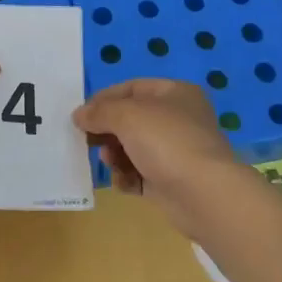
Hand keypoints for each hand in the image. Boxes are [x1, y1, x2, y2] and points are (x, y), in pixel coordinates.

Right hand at [72, 79, 251, 238]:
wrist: (203, 193)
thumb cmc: (166, 141)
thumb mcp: (127, 116)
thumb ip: (99, 112)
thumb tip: (79, 114)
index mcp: (176, 93)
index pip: (132, 88)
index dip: (104, 99)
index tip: (81, 114)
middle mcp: (179, 118)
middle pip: (132, 119)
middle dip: (108, 130)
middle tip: (89, 141)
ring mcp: (176, 151)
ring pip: (134, 147)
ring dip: (115, 154)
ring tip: (109, 161)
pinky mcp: (172, 180)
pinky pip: (141, 174)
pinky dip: (128, 176)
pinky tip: (123, 182)